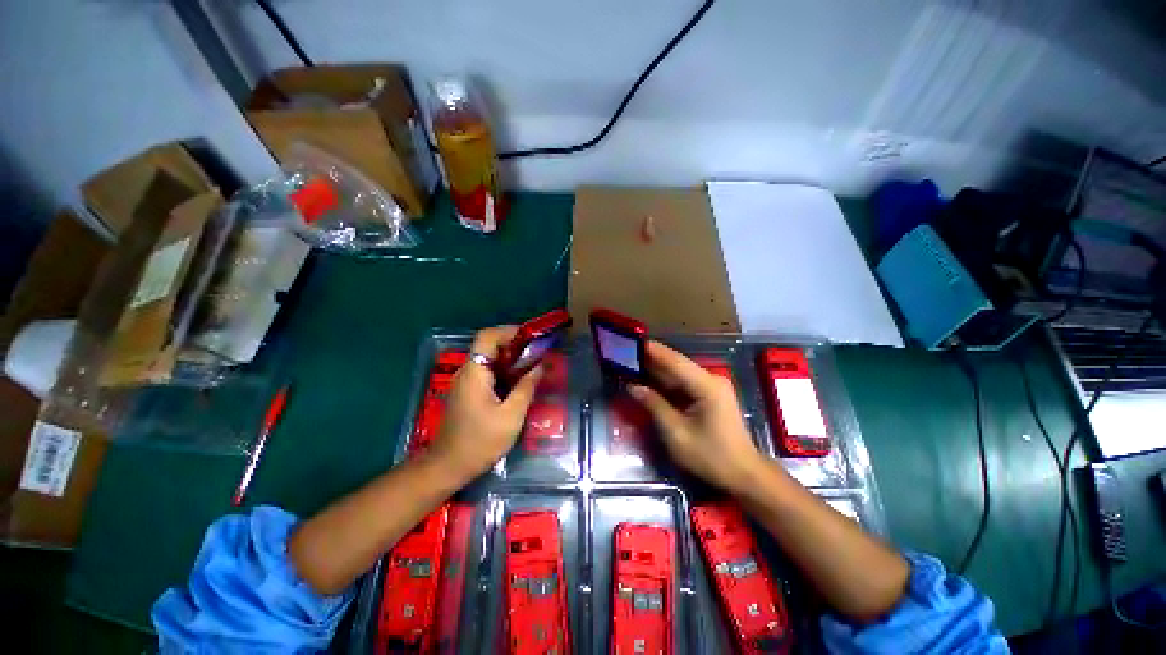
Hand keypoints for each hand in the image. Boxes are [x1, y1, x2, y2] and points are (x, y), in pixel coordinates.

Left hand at [427, 326, 541, 480]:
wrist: (448, 467)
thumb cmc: (480, 442)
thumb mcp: (511, 416)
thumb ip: (526, 387)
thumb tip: (541, 366)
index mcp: (475, 373)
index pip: (487, 336)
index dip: (509, 331)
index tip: (531, 338)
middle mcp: (466, 372)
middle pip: (489, 346)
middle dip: (515, 346)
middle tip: (537, 354)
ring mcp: (464, 382)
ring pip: (488, 359)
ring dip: (510, 359)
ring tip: (533, 367)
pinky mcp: (466, 392)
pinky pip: (486, 372)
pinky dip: (504, 371)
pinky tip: (518, 383)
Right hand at [629, 341, 765, 494]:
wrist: (743, 474)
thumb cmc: (710, 456)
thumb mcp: (676, 433)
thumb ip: (655, 406)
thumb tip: (633, 387)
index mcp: (706, 386)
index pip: (675, 362)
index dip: (653, 351)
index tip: (633, 342)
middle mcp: (711, 379)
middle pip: (677, 365)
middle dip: (653, 359)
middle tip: (627, 354)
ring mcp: (713, 386)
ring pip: (680, 373)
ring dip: (659, 370)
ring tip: (634, 364)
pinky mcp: (711, 395)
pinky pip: (685, 383)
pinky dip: (668, 382)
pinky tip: (651, 380)